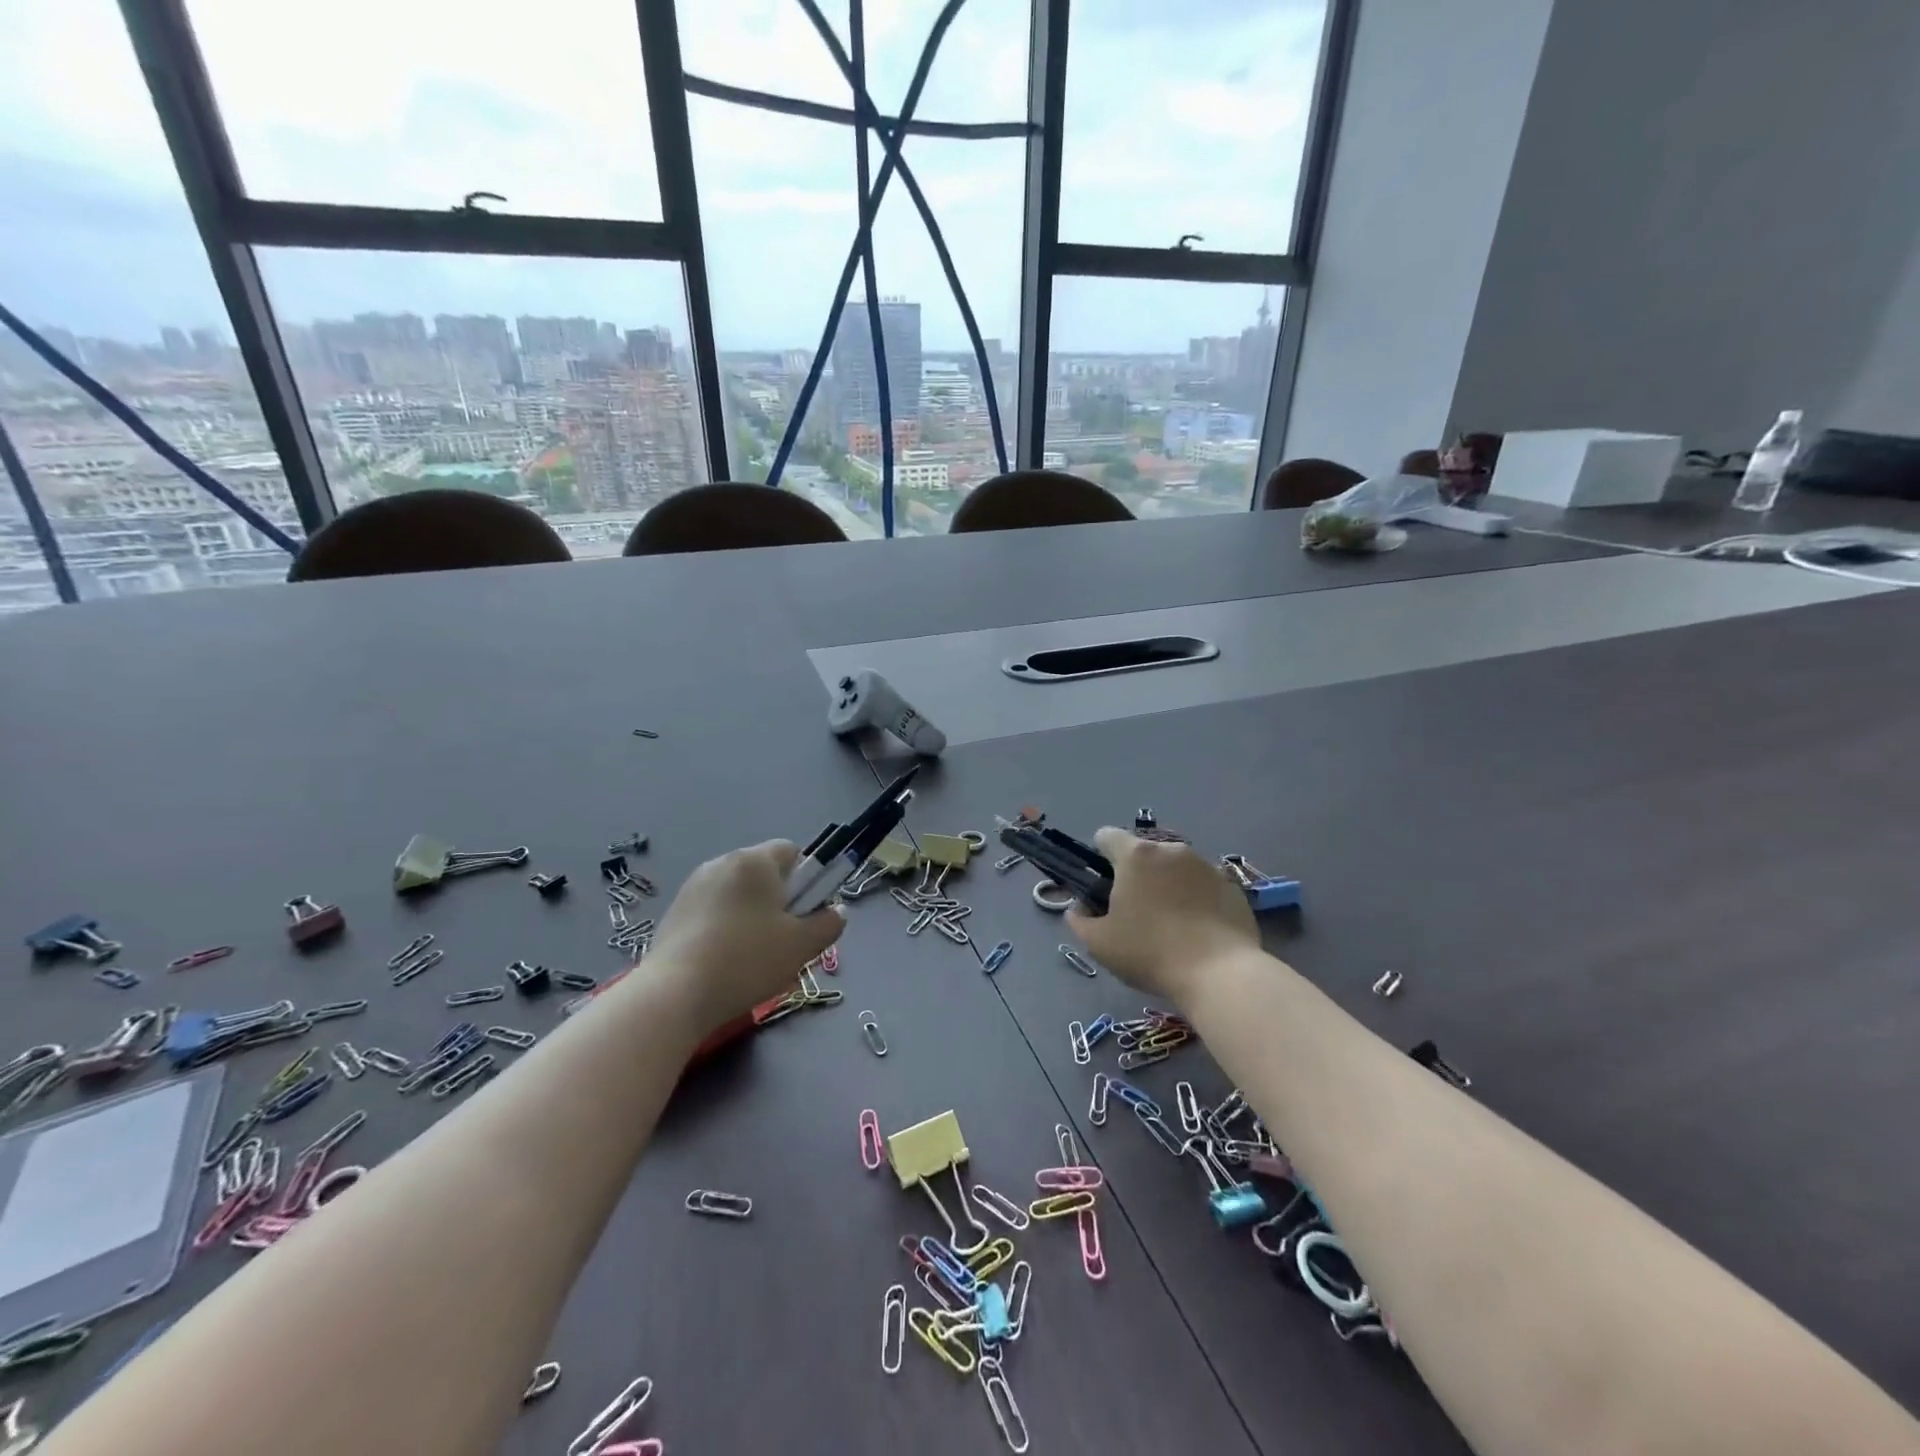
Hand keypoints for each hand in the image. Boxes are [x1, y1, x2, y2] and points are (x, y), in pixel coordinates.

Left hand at [648, 840, 843, 1032]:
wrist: (674, 994)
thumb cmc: (747, 960)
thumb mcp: (802, 946)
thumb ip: (828, 924)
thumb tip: (836, 912)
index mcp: (755, 861)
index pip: (792, 851)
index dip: (806, 879)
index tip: (804, 914)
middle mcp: (722, 862)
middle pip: (764, 873)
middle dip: (778, 901)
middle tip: (783, 941)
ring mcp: (693, 886)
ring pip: (738, 894)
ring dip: (751, 916)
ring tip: (751, 958)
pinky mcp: (674, 912)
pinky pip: (713, 911)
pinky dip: (724, 928)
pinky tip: (723, 963)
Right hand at [1067, 828, 1257, 1006]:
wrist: (1220, 974)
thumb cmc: (1150, 952)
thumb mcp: (1099, 944)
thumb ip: (1080, 920)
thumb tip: (1080, 908)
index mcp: (1136, 856)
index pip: (1106, 835)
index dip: (1099, 857)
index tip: (1103, 887)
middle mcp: (1171, 850)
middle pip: (1143, 853)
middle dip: (1136, 874)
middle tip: (1135, 912)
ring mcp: (1206, 865)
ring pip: (1175, 868)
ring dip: (1167, 885)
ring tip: (1171, 924)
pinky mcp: (1231, 886)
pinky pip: (1203, 885)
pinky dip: (1196, 899)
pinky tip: (1198, 931)